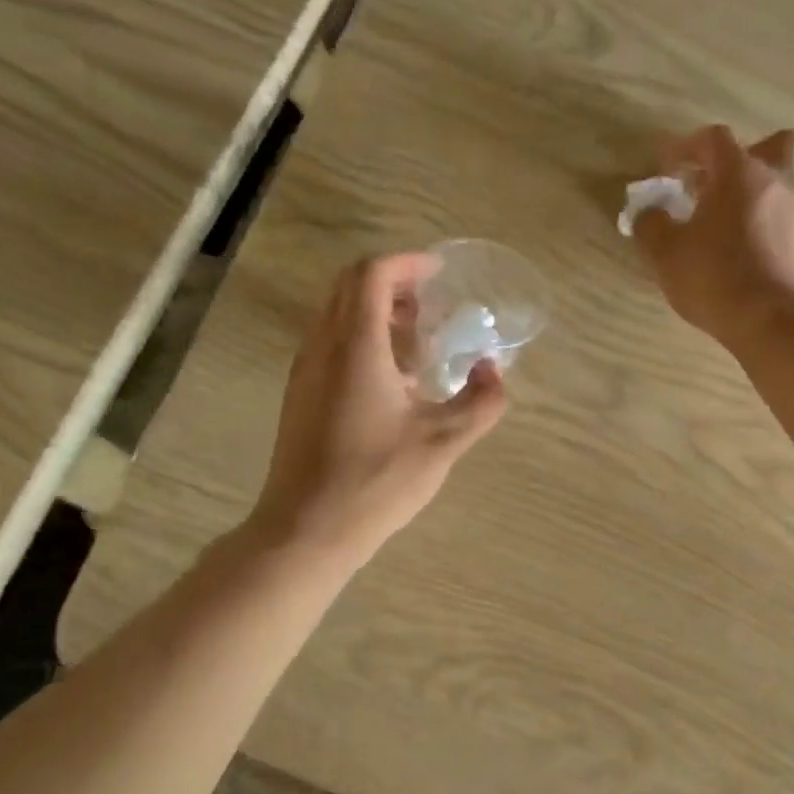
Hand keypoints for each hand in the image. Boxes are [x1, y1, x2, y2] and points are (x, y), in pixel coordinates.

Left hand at [249, 253, 507, 564]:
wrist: (306, 529)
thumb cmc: (376, 480)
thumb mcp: (443, 443)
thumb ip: (480, 402)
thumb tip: (494, 372)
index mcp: (355, 346)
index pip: (371, 275)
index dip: (406, 264)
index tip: (437, 271)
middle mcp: (322, 347)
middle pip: (348, 286)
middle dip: (390, 283)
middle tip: (429, 303)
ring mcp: (304, 372)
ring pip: (334, 315)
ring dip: (374, 311)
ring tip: (416, 340)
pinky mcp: (300, 396)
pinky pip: (328, 343)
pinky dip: (359, 338)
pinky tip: (391, 380)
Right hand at [633, 125, 793, 346]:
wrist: (776, 322)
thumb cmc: (715, 277)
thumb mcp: (666, 253)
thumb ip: (652, 225)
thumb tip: (649, 212)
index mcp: (740, 173)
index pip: (714, 139)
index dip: (686, 147)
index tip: (666, 169)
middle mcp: (778, 183)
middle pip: (775, 145)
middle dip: (745, 156)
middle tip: (716, 184)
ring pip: (781, 187)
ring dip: (753, 197)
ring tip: (721, 230)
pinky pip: (785, 222)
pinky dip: (763, 229)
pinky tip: (741, 258)